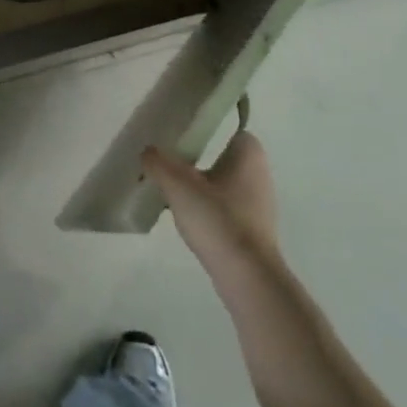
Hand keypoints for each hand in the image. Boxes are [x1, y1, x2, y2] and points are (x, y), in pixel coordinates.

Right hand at [143, 129, 280, 280]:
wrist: (248, 278)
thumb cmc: (218, 220)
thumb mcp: (179, 186)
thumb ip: (158, 163)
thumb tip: (147, 151)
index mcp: (249, 153)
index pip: (226, 129)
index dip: (203, 129)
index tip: (180, 137)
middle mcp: (259, 173)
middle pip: (221, 156)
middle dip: (197, 160)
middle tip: (169, 163)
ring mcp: (259, 203)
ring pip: (222, 183)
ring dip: (200, 187)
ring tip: (172, 192)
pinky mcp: (254, 229)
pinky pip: (225, 208)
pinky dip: (208, 209)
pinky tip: (188, 219)